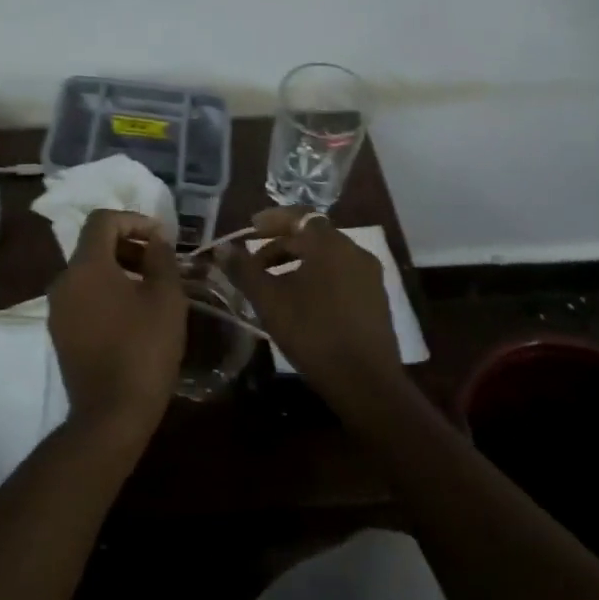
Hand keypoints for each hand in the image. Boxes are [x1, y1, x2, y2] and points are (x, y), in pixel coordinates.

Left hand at [47, 210, 186, 441]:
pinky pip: (83, 297)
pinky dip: (106, 293)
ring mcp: (57, 309)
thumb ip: (161, 258)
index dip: (134, 220)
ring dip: (119, 270)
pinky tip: (132, 316)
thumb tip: (155, 238)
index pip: (103, 220)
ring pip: (88, 273)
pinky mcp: (59, 333)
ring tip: (150, 291)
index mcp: (86, 265)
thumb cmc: (143, 349)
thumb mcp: (166, 298)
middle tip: (160, 264)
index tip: (161, 238)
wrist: (110, 414)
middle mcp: (64, 280)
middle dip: (128, 246)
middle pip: (94, 246)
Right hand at [223, 208, 402, 411]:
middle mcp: (354, 252)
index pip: (299, 216)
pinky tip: (301, 302)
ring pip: (327, 257)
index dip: (272, 220)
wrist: (366, 383)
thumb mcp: (269, 301)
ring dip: (298, 262)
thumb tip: (222, 248)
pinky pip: (341, 275)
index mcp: (330, 245)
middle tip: (255, 263)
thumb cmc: (313, 333)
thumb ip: (244, 270)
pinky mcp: (376, 300)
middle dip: (281, 245)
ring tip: (273, 283)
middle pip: (313, 236)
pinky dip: (317, 277)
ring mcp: (370, 276)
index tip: (250, 229)